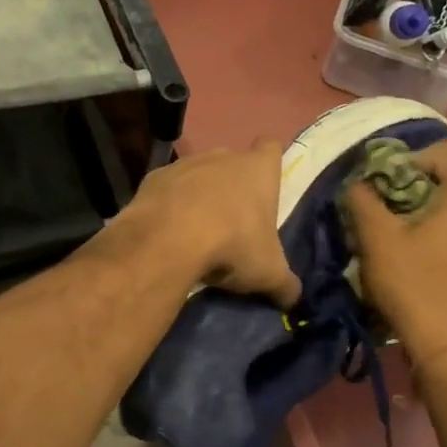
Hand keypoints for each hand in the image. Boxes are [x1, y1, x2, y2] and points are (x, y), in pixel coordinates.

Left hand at [119, 144, 300, 307]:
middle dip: (233, 185)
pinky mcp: (153, 178)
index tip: (266, 182)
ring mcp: (185, 164)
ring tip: (197, 229)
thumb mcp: (268, 273)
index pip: (270, 148)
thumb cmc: (232, 245)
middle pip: (232, 162)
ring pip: (198, 173)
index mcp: (257, 170)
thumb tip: (293, 297)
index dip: (270, 162)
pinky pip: (167, 188)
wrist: (168, 239)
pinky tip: (168, 230)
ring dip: (199, 194)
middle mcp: (222, 157)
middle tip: (233, 220)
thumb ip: (285, 284)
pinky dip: (169, 204)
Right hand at [345, 137, 446, 368]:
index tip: (385, 182)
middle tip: (383, 208)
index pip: (446, 151)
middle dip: (412, 187)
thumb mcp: (377, 239)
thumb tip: (357, 184)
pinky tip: (416, 260)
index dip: (411, 157)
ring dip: (424, 212)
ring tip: (395, 234)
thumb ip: (362, 201)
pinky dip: (438, 234)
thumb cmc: (414, 286)